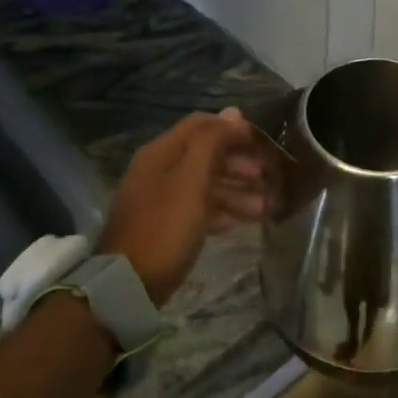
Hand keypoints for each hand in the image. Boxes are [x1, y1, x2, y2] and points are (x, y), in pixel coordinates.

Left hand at [99, 109, 268, 305]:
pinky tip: (244, 222)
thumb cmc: (165, 227)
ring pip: (205, 183)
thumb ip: (212, 143)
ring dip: (236, 190)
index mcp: (162, 152)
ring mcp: (161, 199)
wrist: (128, 285)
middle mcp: (160, 169)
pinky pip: (199, 208)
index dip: (233, 129)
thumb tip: (233, 112)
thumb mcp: (191, 180)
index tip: (262, 142)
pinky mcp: (166, 226)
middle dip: (239, 163)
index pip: (201, 125)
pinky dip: (222, 211)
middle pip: (205, 154)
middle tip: (269, 177)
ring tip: (266, 206)